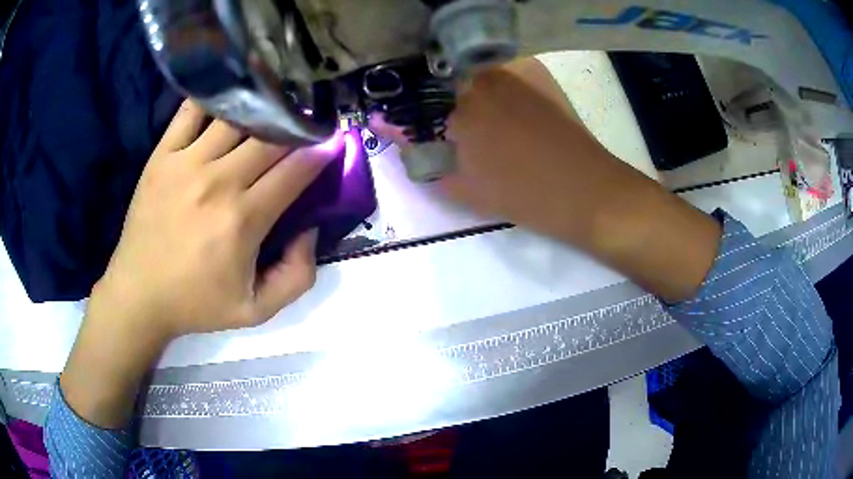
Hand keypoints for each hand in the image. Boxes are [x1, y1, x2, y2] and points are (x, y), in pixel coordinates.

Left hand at [61, 100, 342, 427]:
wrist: (139, 294)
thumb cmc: (196, 303)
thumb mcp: (257, 310)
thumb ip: (297, 276)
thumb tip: (310, 227)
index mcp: (243, 220)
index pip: (296, 170)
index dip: (321, 151)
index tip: (332, 141)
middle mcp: (218, 182)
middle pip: (271, 137)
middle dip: (297, 127)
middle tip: (306, 123)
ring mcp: (186, 163)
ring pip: (237, 118)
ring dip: (262, 108)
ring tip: (273, 106)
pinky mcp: (163, 155)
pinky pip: (191, 111)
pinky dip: (213, 98)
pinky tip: (228, 96)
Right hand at [373, 58, 720, 303]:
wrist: (587, 191)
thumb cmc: (521, 194)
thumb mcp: (458, 183)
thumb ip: (416, 149)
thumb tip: (384, 122)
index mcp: (457, 101)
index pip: (408, 86)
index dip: (396, 94)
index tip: (391, 106)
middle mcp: (480, 73)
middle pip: (435, 67)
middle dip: (422, 85)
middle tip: (423, 108)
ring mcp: (510, 67)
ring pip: (464, 64)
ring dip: (450, 80)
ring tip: (454, 104)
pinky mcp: (533, 71)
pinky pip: (493, 66)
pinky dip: (480, 77)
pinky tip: (488, 98)